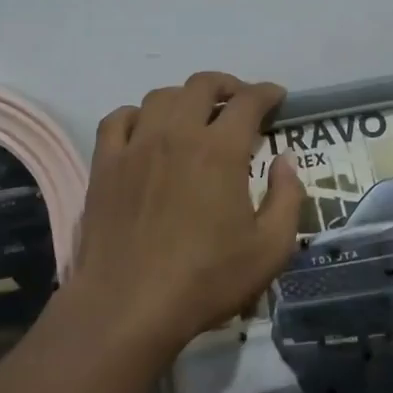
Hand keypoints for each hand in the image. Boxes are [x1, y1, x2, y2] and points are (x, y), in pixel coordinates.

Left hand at [75, 72, 305, 358]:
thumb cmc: (205, 280)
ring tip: (195, 114)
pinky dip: (137, 115)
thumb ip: (287, 198)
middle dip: (227, 85)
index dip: (267, 92)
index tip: (276, 96)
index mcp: (220, 150)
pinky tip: (146, 130)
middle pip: (202, 85)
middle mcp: (177, 134)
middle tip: (239, 100)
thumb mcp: (270, 249)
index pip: (248, 101)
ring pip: (160, 96)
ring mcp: (136, 146)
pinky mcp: (105, 165)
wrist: (127, 307)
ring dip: (184, 97)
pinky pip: (118, 119)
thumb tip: (285, 161)